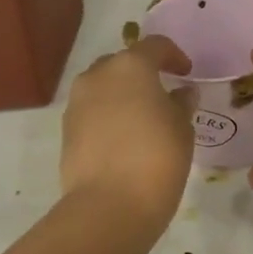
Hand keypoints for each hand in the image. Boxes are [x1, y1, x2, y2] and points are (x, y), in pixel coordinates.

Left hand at [61, 37, 195, 225]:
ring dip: (122, 93)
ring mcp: (77, 103)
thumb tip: (181, 94)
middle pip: (123, 62)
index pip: (155, 46)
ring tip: (142, 116)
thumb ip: (181, 103)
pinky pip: (92, 110)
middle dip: (142, 72)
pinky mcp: (66, 131)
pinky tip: (124, 137)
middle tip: (162, 91)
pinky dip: (108, 114)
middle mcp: (99, 75)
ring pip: (103, 86)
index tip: (186, 73)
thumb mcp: (182, 127)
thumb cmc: (157, 157)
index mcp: (131, 66)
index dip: (174, 56)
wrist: (108, 207)